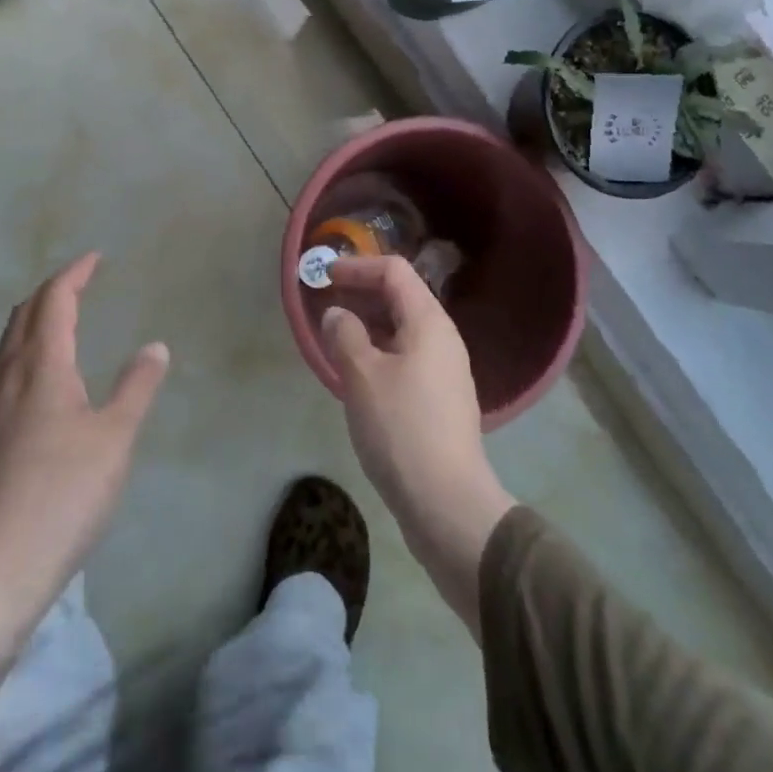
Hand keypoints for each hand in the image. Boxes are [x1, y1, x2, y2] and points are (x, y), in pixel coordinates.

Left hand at [0, 253, 169, 700]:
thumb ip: (135, 387)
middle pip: (23, 316)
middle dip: (50, 291)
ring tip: (59, 319)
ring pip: (8, 345)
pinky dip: (24, 350)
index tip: (96, 258)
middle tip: (79, 282)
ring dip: (33, 319)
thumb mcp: (115, 440)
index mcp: (41, 368)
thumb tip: (154, 346)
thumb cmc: (60, 496)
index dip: (74, 274)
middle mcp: (9, 379)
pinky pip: (4, 371)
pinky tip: (38, 379)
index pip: (54, 301)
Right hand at [320, 256, 515, 637]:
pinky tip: (357, 375)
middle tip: (325, 303)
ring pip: (403, 330)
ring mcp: (446, 371)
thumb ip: (345, 334)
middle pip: (401, 297)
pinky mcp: (441, 400)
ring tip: (335, 337)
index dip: (357, 267)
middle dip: (361, 294)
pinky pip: (407, 357)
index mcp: (429, 322)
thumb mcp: (362, 376)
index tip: (325, 276)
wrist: (448, 505)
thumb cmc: (401, 429)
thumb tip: (338, 315)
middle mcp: (443, 338)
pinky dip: (379, 351)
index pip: (394, 271)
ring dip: (369, 325)